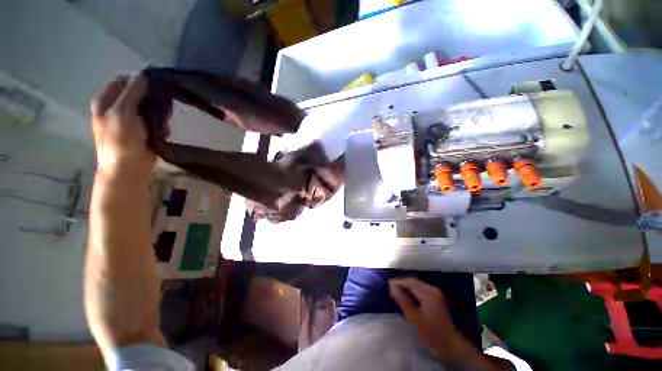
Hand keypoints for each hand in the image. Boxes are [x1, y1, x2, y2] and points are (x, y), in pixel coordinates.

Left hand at [90, 75, 154, 173]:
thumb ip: (132, 92)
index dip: (137, 80)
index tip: (155, 83)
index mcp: (105, 101)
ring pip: (146, 107)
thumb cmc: (121, 140)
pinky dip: (160, 123)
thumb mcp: (122, 112)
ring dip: (157, 111)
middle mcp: (115, 107)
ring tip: (164, 118)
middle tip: (162, 102)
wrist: (129, 168)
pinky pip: (153, 120)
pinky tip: (163, 129)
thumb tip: (142, 75)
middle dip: (150, 97)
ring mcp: (129, 120)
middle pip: (135, 94)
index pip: (122, 81)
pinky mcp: (142, 131)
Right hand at [389, 278, 461, 361]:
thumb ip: (402, 300)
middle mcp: (432, 289)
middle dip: (402, 284)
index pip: (410, 282)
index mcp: (428, 293)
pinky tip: (407, 298)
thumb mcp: (413, 318)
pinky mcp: (436, 298)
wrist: (450, 347)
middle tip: (391, 290)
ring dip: (407, 288)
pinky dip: (413, 292)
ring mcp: (436, 293)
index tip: (387, 285)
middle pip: (414, 282)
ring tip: (396, 294)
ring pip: (417, 286)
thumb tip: (391, 286)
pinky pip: (421, 290)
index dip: (398, 282)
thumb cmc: (431, 334)